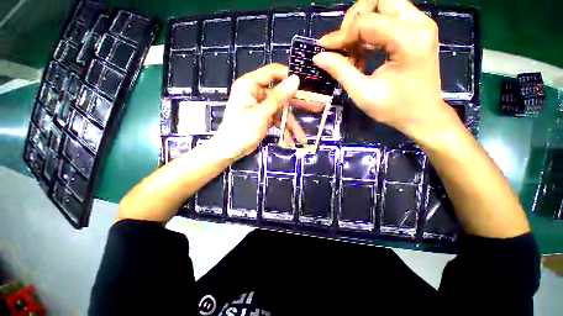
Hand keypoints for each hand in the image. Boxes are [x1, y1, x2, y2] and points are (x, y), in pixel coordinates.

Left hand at [214, 64, 320, 159]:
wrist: (230, 150)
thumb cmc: (241, 130)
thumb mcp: (261, 114)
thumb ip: (278, 97)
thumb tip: (295, 79)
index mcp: (251, 84)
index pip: (274, 72)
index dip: (290, 77)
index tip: (306, 85)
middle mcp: (257, 92)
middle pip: (282, 94)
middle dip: (298, 105)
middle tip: (317, 107)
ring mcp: (261, 106)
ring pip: (282, 111)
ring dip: (292, 125)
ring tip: (303, 138)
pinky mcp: (264, 117)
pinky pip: (277, 120)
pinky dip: (284, 131)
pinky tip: (291, 141)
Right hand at [313, 0, 459, 142]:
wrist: (422, 116)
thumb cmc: (394, 109)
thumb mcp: (363, 93)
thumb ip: (341, 71)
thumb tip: (319, 56)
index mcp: (409, 40)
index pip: (367, 21)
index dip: (342, 34)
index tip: (325, 49)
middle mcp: (418, 24)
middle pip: (379, 1)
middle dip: (354, 21)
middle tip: (343, 45)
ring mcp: (420, 26)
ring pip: (383, 8)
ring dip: (361, 27)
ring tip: (352, 54)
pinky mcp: (416, 32)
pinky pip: (388, 20)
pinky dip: (370, 33)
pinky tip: (363, 54)